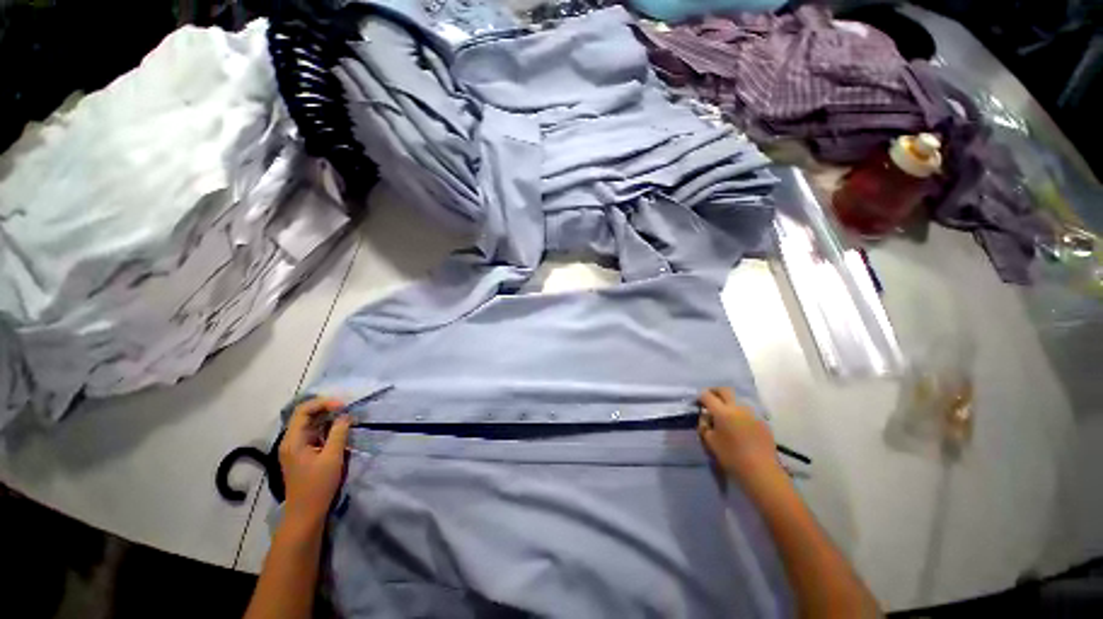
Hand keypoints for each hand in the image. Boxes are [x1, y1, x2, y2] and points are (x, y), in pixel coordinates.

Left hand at [279, 398, 350, 521]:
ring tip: (346, 419)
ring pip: (310, 424)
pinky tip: (339, 431)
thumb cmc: (318, 485)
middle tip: (347, 410)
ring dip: (328, 418)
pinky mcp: (301, 454)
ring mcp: (294, 448)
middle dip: (327, 409)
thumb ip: (339, 432)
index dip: (324, 403)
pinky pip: (313, 434)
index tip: (343, 406)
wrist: (306, 513)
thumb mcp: (333, 456)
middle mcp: (290, 441)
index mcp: (293, 440)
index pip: (304, 410)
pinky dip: (326, 429)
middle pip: (305, 415)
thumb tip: (345, 415)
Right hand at [697, 388, 780, 485]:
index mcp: (722, 411)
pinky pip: (747, 412)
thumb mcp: (710, 442)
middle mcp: (737, 407)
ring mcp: (751, 413)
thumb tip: (706, 417)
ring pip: (737, 400)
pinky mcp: (762, 421)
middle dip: (715, 392)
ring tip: (725, 415)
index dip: (700, 397)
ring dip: (729, 403)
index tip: (698, 403)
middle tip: (710, 400)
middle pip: (724, 390)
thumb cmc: (731, 457)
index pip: (707, 395)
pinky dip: (740, 414)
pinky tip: (739, 426)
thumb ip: (705, 425)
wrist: (761, 471)